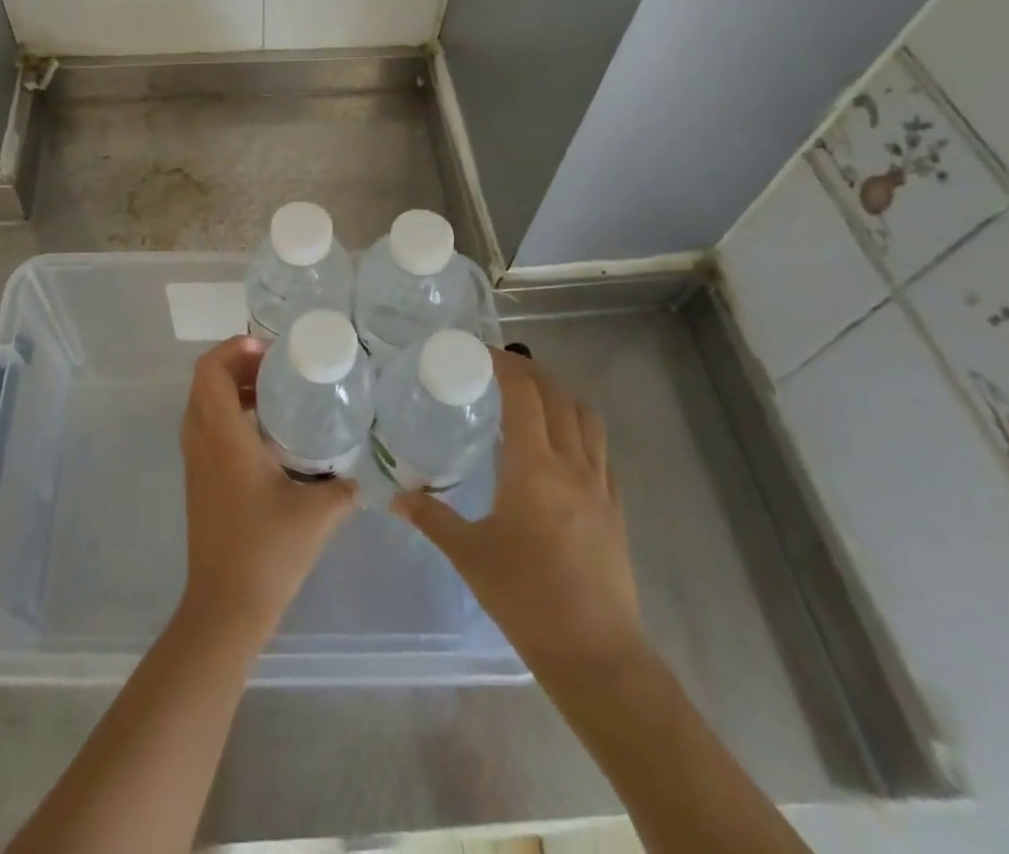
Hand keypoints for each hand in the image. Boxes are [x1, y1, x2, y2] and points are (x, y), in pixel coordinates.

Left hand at [178, 336, 357, 639]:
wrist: (224, 608)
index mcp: (222, 437)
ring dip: (232, 389)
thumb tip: (364, 476)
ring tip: (273, 393)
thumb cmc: (267, 552)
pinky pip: (205, 428)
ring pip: (203, 405)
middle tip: (277, 368)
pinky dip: (228, 414)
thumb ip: (344, 488)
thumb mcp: (317, 515)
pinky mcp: (197, 481)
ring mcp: (194, 462)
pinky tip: (265, 434)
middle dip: (237, 364)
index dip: (233, 349)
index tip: (269, 352)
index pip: (209, 371)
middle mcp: (201, 441)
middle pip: (205, 382)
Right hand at [394, 350, 643, 677]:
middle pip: (556, 395)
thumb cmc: (525, 598)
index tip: (478, 353)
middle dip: (527, 372)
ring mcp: (599, 484)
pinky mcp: (615, 507)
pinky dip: (578, 429)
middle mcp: (571, 464)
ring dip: (558, 395)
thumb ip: (430, 518)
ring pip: (585, 417)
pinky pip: (600, 450)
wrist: (595, 654)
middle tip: (496, 369)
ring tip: (530, 397)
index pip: (523, 394)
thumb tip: (394, 497)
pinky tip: (558, 446)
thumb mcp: (469, 555)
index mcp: (533, 467)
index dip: (503, 364)